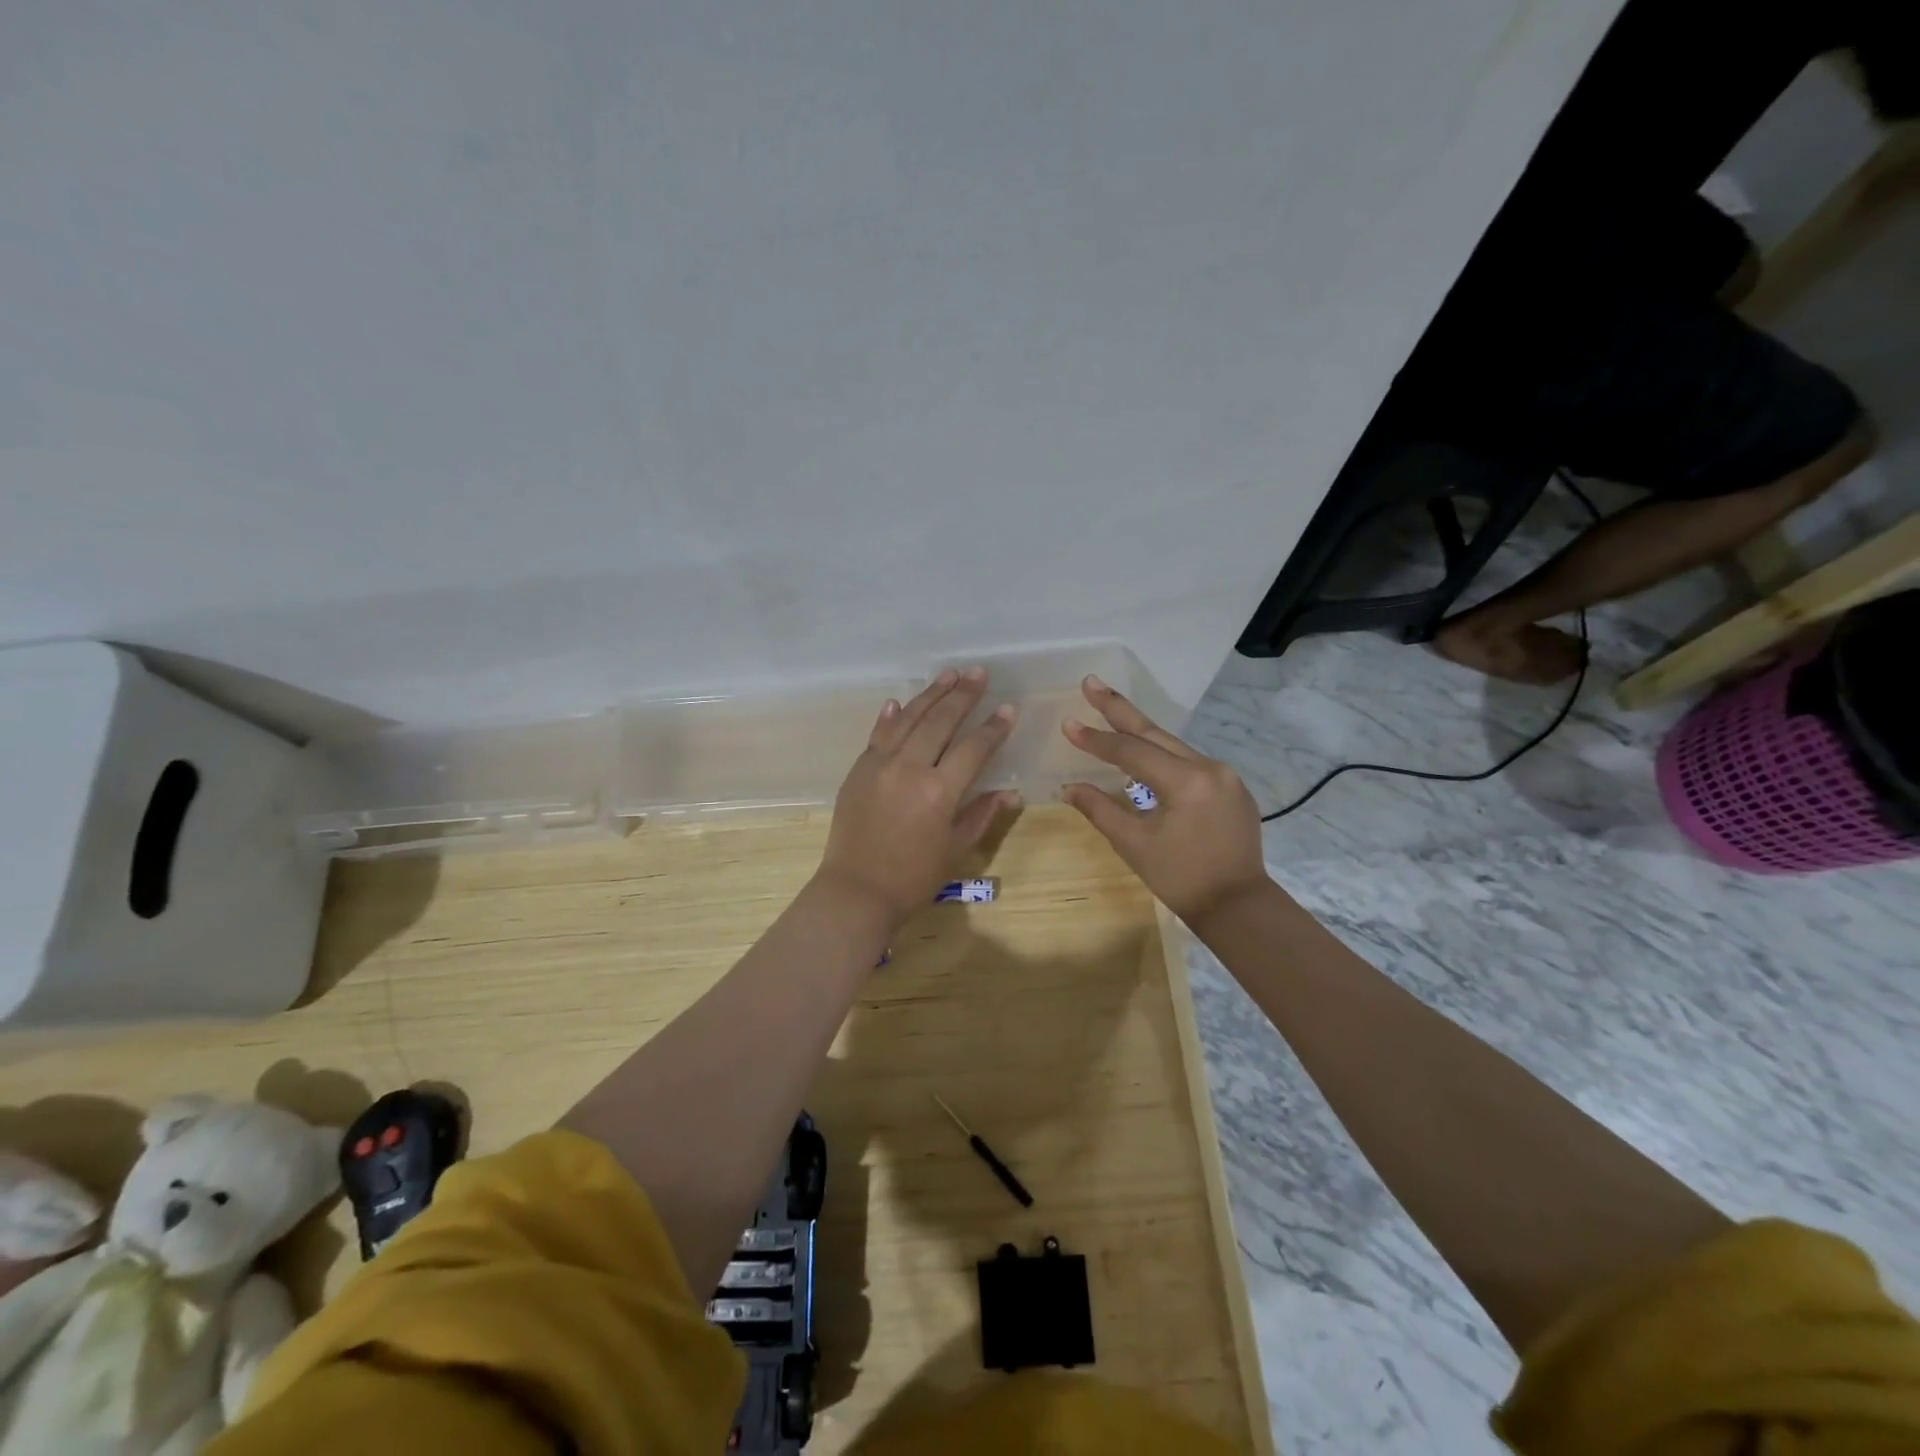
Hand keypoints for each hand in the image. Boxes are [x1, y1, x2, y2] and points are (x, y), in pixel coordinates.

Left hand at [817, 667, 1020, 929]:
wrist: (856, 891)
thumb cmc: (913, 877)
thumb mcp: (955, 849)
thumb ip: (982, 814)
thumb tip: (1011, 792)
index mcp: (940, 791)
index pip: (973, 747)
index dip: (993, 727)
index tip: (1007, 709)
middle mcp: (910, 768)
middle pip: (940, 721)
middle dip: (962, 695)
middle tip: (979, 673)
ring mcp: (879, 764)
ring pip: (909, 719)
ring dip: (930, 694)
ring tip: (949, 674)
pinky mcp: (858, 769)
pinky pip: (878, 734)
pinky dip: (891, 716)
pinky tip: (900, 701)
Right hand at [1060, 676, 1269, 926]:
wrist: (1238, 907)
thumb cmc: (1181, 878)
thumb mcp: (1134, 844)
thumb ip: (1100, 809)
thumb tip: (1068, 786)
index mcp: (1186, 781)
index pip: (1131, 751)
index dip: (1096, 738)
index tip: (1067, 723)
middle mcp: (1210, 768)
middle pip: (1155, 733)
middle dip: (1119, 709)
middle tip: (1091, 682)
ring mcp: (1226, 776)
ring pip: (1174, 746)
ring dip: (1140, 731)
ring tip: (1110, 711)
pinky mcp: (1233, 789)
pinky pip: (1190, 763)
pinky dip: (1163, 755)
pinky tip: (1145, 753)